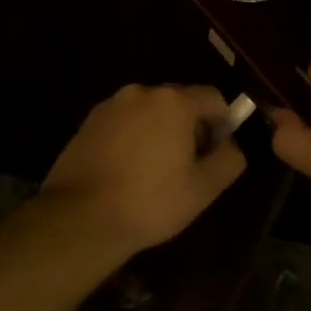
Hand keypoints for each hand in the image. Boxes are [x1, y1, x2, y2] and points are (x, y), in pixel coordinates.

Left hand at [41, 84, 247, 253]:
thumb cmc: (150, 201)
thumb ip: (229, 158)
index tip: (216, 154)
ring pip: (149, 112)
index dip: (223, 123)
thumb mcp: (204, 188)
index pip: (213, 98)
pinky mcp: (87, 122)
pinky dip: (132, 138)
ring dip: (159, 132)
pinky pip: (123, 123)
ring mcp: (110, 105)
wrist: (80, 218)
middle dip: (190, 127)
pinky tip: (127, 172)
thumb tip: (230, 144)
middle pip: (179, 101)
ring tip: (155, 172)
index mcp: (174, 101)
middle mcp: (141, 92)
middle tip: (188, 166)